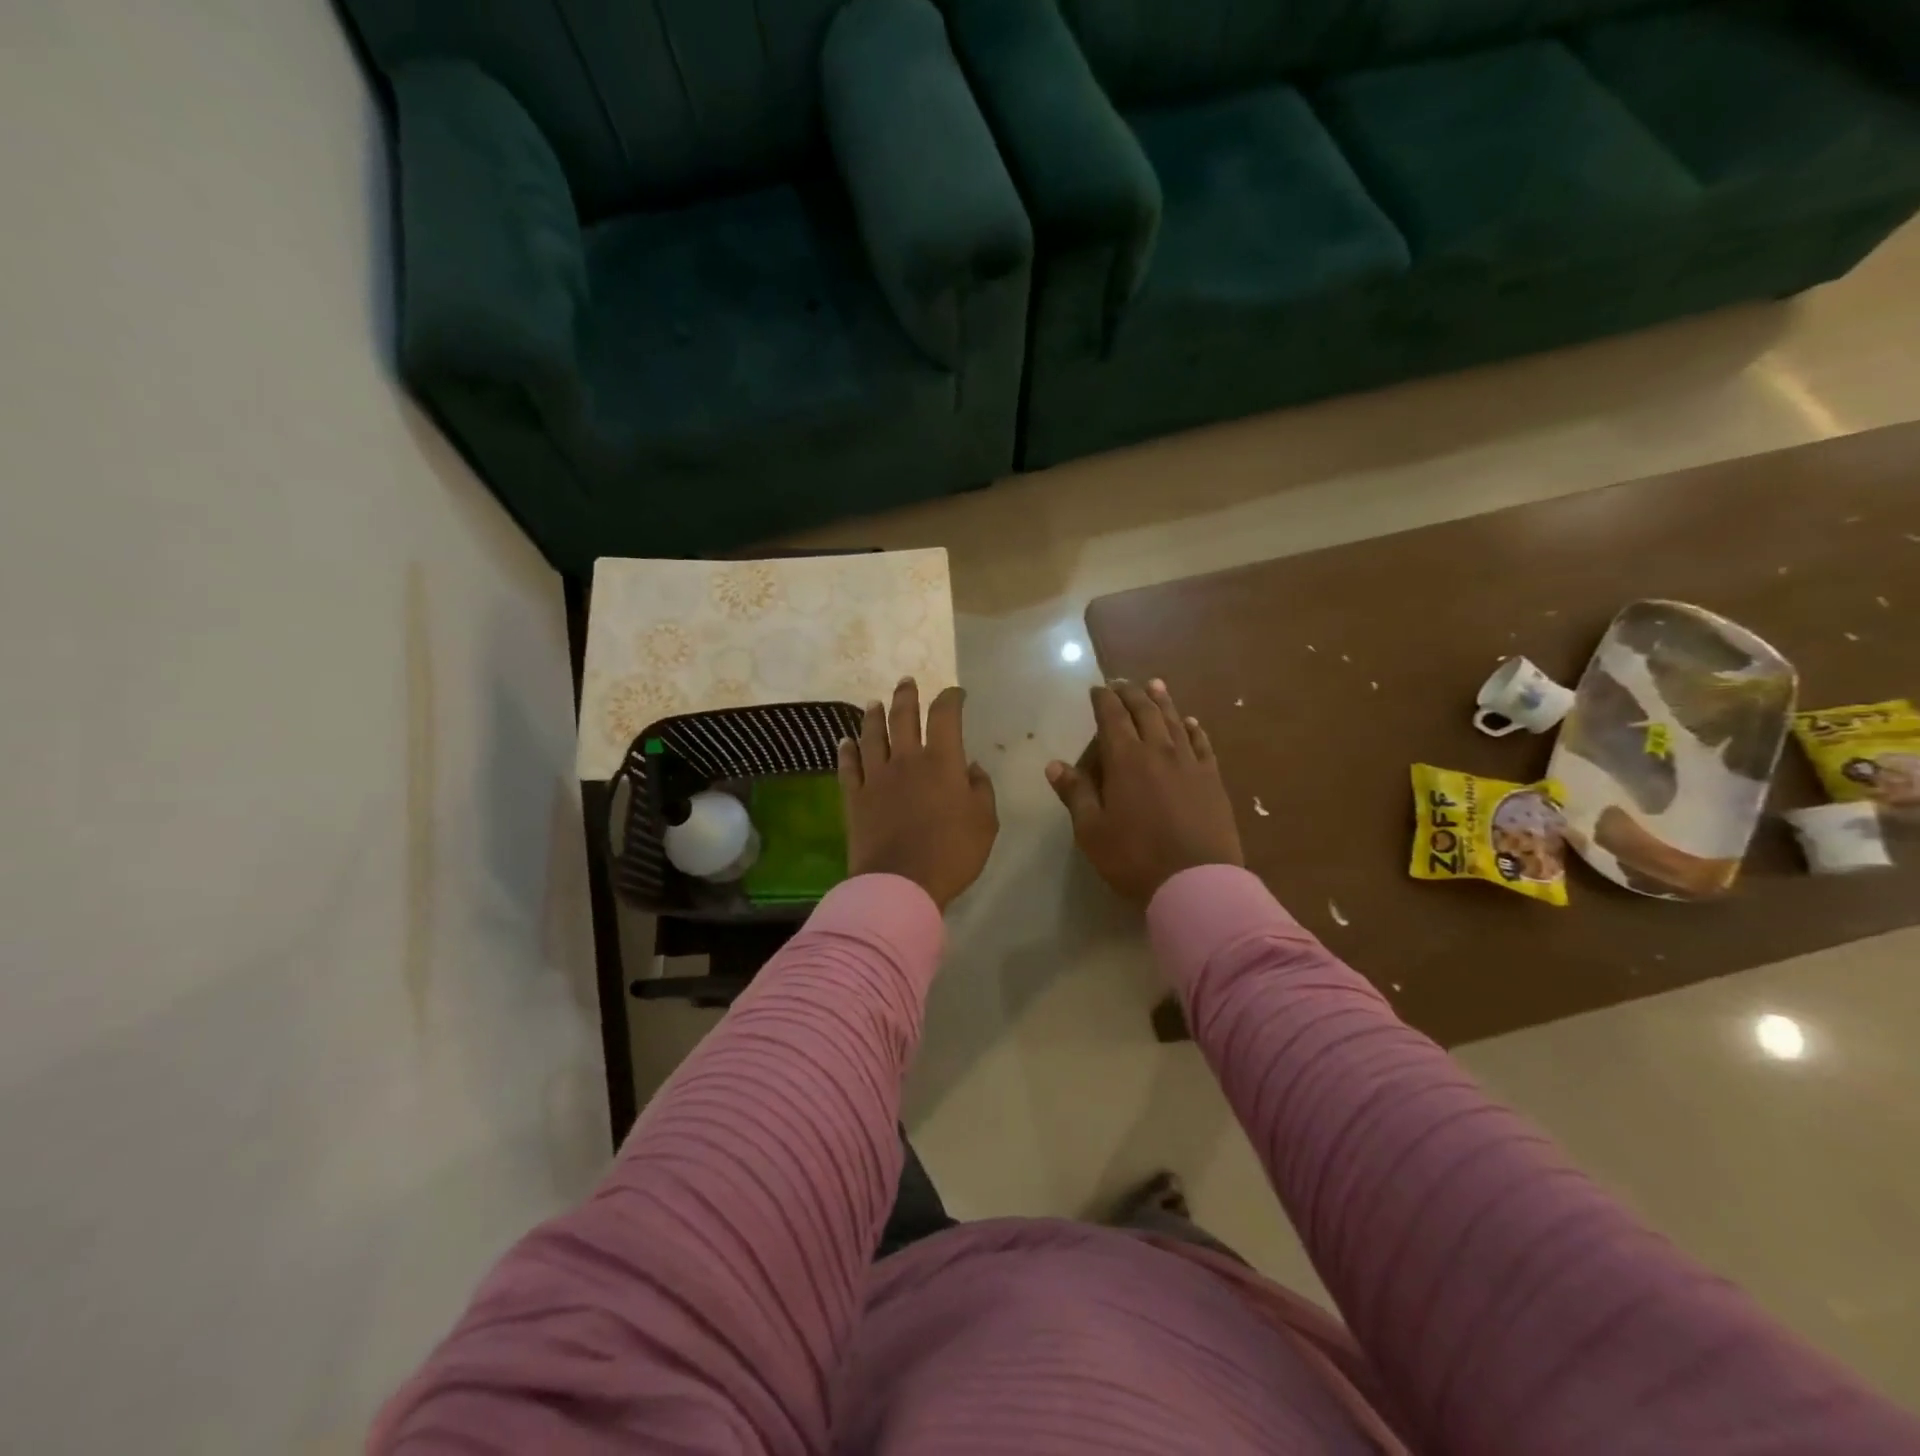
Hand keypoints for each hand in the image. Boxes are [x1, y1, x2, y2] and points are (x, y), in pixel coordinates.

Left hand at [838, 678, 998, 908]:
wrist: (901, 882)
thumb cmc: (952, 852)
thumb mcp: (985, 822)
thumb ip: (981, 790)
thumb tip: (972, 768)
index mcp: (942, 761)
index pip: (945, 716)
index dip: (951, 699)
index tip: (956, 693)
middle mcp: (906, 760)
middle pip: (903, 718)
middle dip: (906, 696)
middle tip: (906, 681)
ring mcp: (876, 777)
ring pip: (872, 737)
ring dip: (873, 717)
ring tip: (873, 703)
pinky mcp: (855, 798)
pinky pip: (849, 767)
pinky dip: (847, 752)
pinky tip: (845, 742)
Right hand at [1047, 679, 1242, 904]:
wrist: (1197, 881)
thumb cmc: (1135, 858)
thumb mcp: (1092, 830)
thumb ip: (1076, 794)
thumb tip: (1055, 765)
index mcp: (1126, 760)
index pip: (1112, 717)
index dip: (1103, 700)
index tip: (1097, 689)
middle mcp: (1159, 751)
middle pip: (1145, 711)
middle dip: (1131, 694)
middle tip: (1122, 682)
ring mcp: (1190, 763)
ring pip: (1175, 721)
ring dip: (1163, 701)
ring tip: (1155, 685)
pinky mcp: (1212, 779)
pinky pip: (1202, 743)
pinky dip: (1194, 728)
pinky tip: (1191, 722)